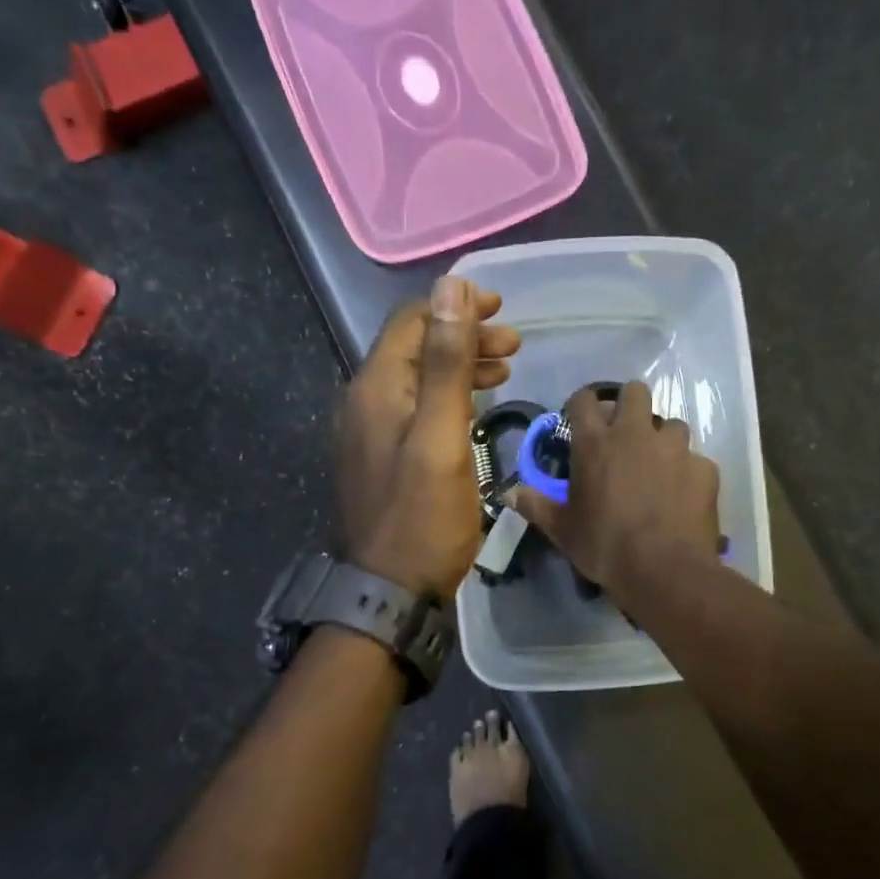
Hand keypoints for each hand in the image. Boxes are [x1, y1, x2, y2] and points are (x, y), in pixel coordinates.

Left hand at [339, 276, 519, 597]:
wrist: (390, 592)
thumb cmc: (423, 517)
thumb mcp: (442, 436)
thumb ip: (445, 363)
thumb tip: (449, 287)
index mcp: (376, 388)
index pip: (411, 321)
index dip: (454, 306)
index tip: (500, 307)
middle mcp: (366, 402)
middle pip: (415, 348)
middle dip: (464, 335)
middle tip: (514, 342)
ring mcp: (372, 432)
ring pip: (418, 379)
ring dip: (460, 365)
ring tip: (505, 367)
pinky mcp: (385, 457)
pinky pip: (417, 408)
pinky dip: (449, 397)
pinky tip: (475, 405)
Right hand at [512, 380, 720, 600]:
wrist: (664, 570)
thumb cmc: (604, 546)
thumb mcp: (563, 530)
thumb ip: (536, 506)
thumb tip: (509, 494)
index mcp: (596, 442)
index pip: (585, 400)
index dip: (582, 405)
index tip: (582, 420)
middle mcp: (636, 433)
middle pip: (635, 392)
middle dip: (629, 406)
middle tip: (625, 435)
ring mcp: (675, 448)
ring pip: (672, 424)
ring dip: (662, 439)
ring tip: (658, 466)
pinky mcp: (704, 468)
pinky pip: (695, 460)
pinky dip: (687, 472)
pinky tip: (682, 495)